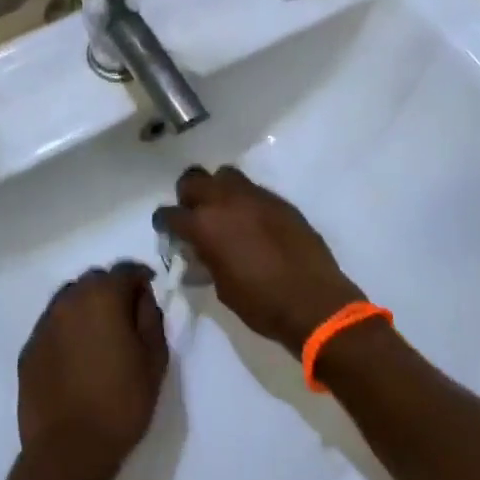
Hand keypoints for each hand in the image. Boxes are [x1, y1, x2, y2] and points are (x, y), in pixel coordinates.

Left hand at [16, 262, 168, 479]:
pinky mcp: (29, 349)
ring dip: (87, 308)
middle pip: (95, 280)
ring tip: (100, 337)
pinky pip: (53, 326)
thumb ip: (151, 318)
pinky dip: (68, 331)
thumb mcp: (154, 360)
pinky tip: (77, 358)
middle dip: (112, 290)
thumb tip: (142, 299)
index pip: (126, 270)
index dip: (141, 279)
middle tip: (127, 318)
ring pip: (70, 300)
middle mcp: (69, 299)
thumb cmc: (120, 403)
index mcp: (102, 296)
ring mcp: (44, 323)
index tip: (150, 295)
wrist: (67, 452)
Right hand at [155, 166, 364, 355]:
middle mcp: (226, 201)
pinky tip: (252, 222)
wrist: (314, 302)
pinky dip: (245, 200)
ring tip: (224, 211)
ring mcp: (255, 196)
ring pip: (225, 175)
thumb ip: (206, 259)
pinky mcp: (279, 200)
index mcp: (205, 225)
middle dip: (188, 195)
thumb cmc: (261, 304)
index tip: (167, 229)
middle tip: (194, 214)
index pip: (171, 213)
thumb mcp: (222, 287)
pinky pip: (253, 190)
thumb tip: (200, 250)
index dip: (165, 222)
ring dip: (218, 189)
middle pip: (193, 179)